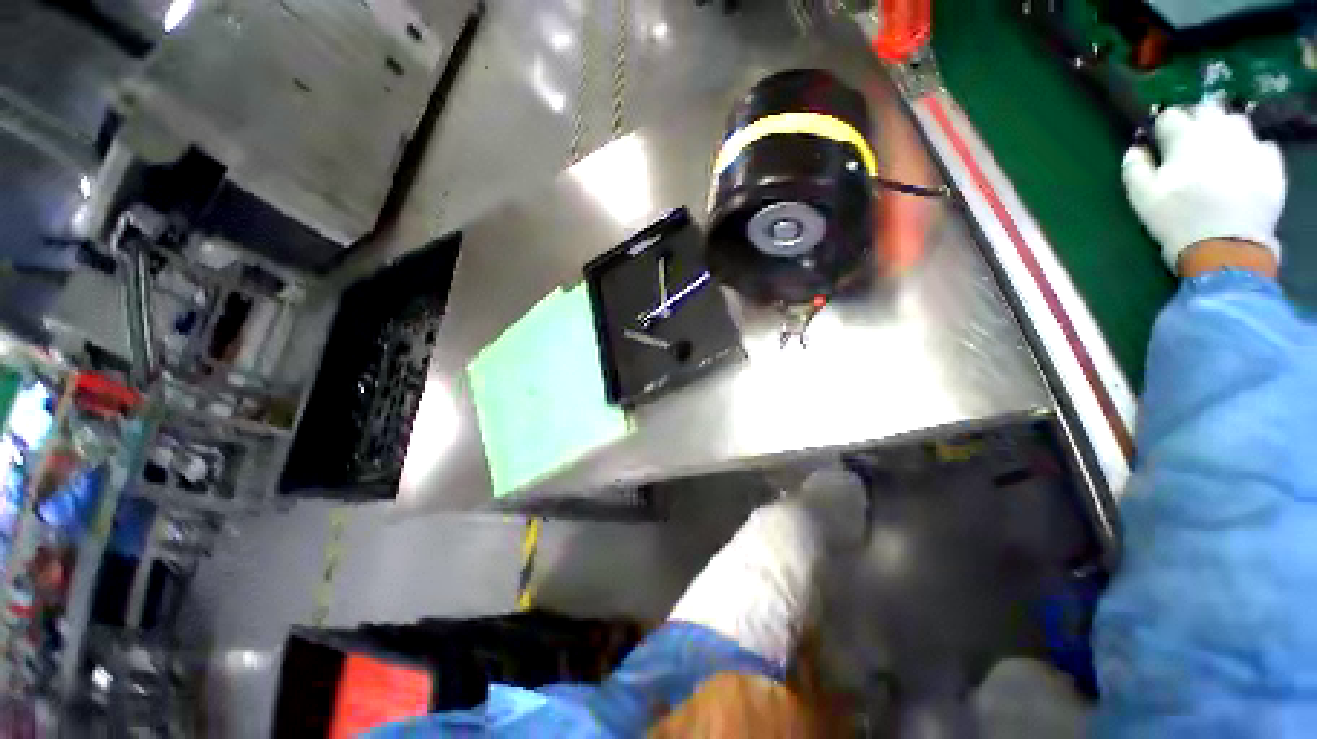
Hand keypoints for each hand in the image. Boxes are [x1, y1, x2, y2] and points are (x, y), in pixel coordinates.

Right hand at [1121, 100, 1285, 273]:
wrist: (1226, 249)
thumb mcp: (1142, 198)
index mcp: (1185, 137)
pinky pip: (1262, 147)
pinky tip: (1245, 166)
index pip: (1171, 116)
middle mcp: (1219, 131)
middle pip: (1207, 109)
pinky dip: (1252, 151)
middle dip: (1198, 119)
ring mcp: (1250, 145)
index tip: (1160, 140)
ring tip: (1220, 150)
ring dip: (1226, 131)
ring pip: (1236, 123)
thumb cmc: (1177, 221)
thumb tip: (1136, 149)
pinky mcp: (1271, 164)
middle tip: (1191, 140)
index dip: (1163, 127)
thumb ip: (1135, 168)